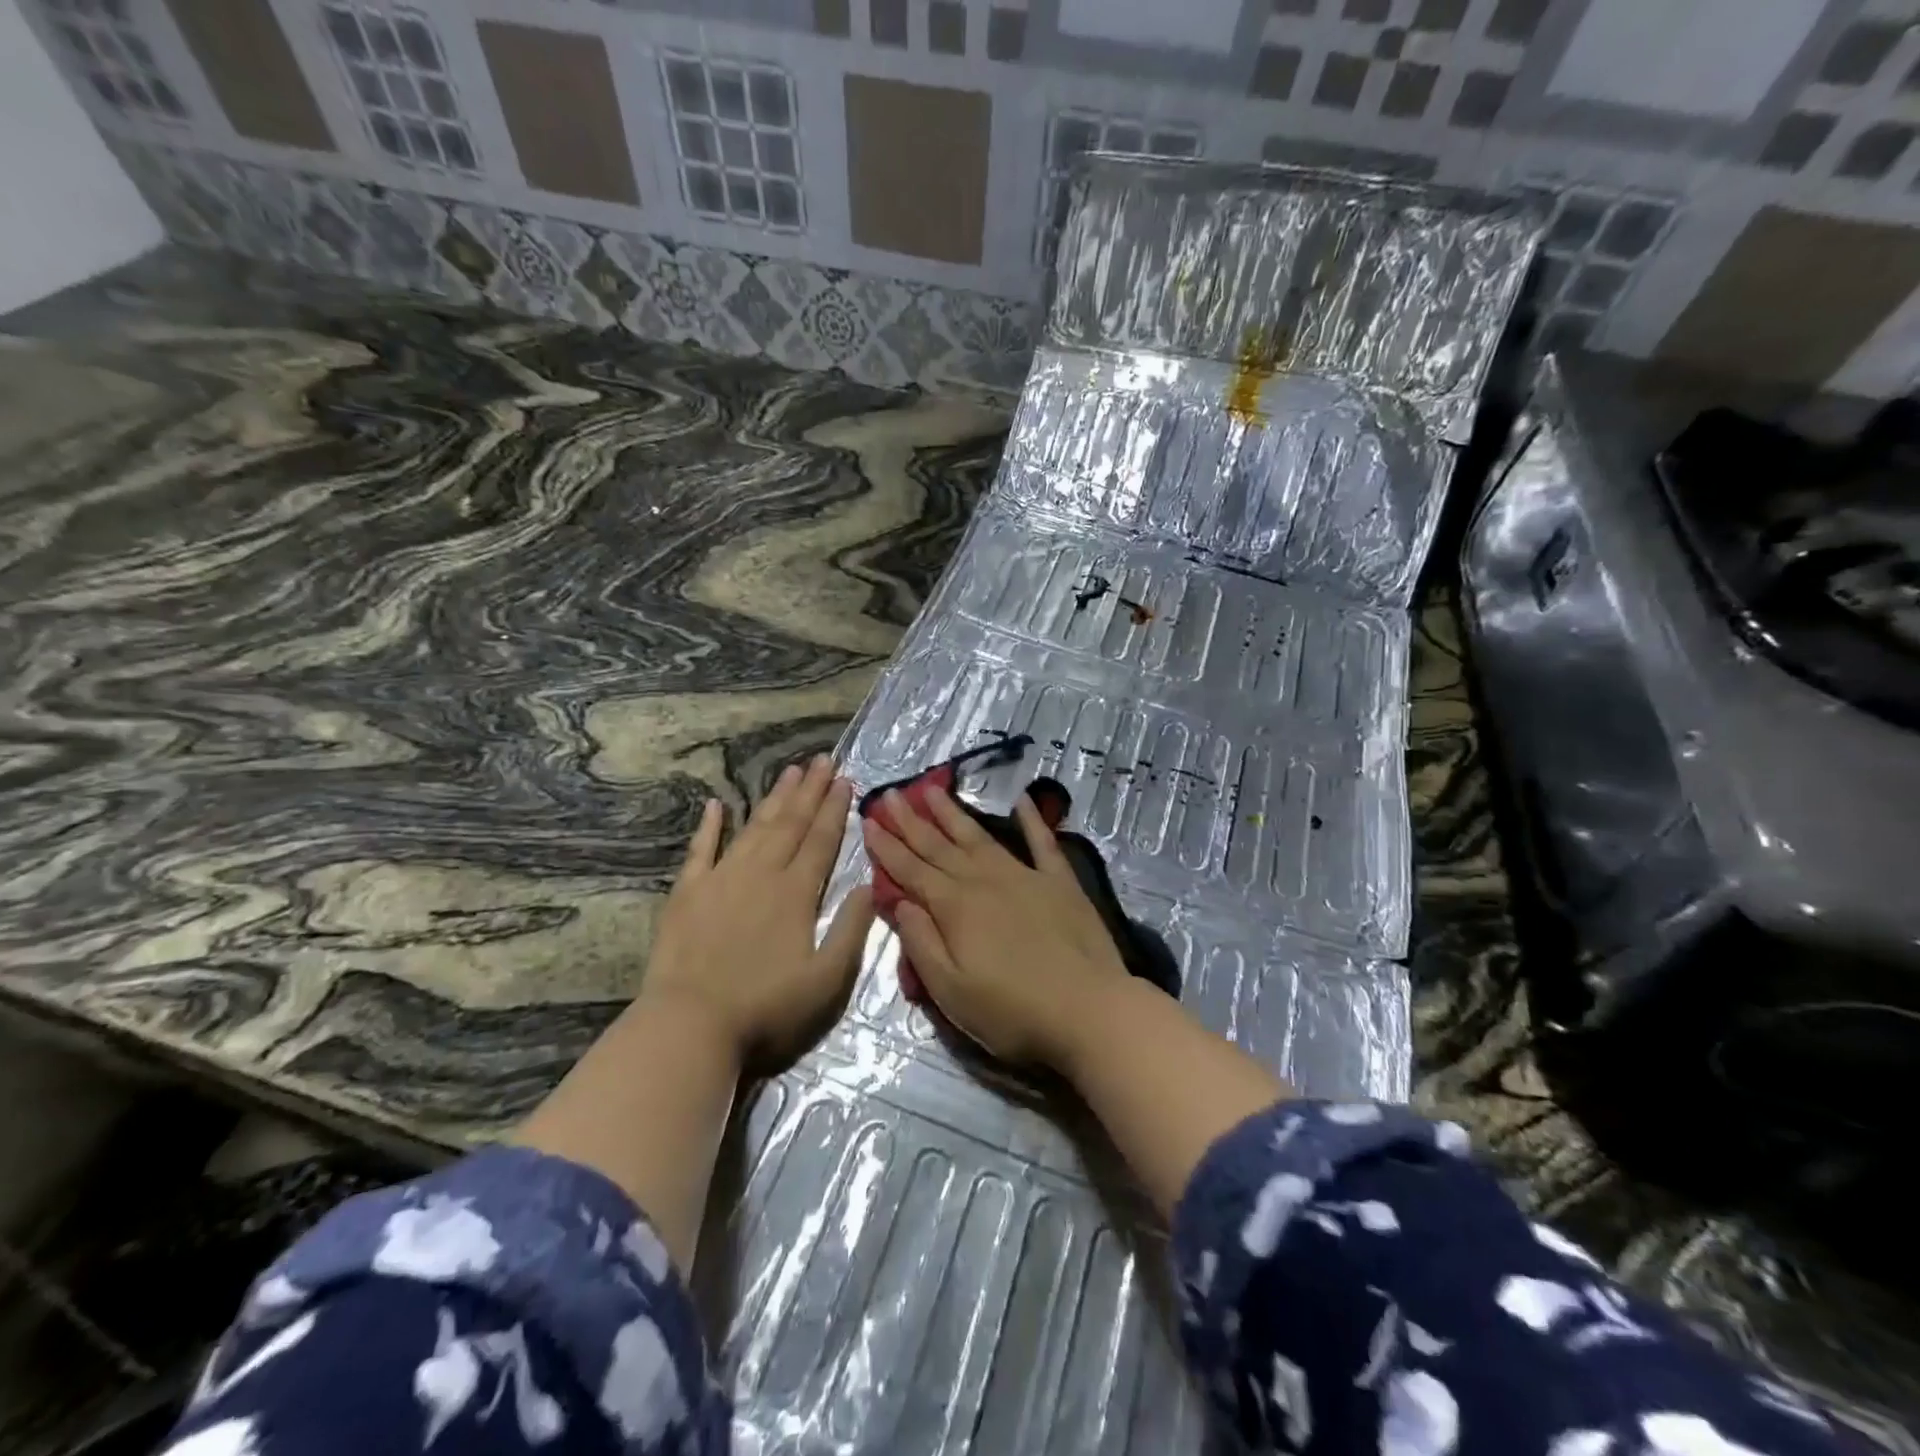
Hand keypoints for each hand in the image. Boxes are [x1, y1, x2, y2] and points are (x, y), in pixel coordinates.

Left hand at [643, 755, 872, 1070]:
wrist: (690, 1023)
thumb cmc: (766, 1006)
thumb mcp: (826, 980)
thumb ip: (852, 929)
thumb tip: (869, 884)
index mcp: (796, 892)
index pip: (821, 840)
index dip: (835, 808)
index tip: (845, 779)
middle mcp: (761, 873)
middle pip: (790, 823)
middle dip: (810, 790)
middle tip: (822, 759)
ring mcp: (721, 878)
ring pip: (755, 827)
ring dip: (774, 798)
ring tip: (789, 772)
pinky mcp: (687, 892)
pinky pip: (701, 849)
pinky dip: (710, 825)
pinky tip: (717, 804)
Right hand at [861, 785, 1128, 1068]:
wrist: (1089, 1010)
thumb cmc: (1013, 1012)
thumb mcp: (951, 992)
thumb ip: (922, 943)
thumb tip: (900, 901)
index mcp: (955, 908)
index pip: (911, 871)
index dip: (887, 847)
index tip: (868, 820)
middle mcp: (984, 881)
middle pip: (939, 846)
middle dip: (911, 821)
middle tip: (890, 795)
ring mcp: (1024, 876)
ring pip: (979, 837)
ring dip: (953, 813)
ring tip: (932, 789)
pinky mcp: (1060, 881)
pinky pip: (1042, 842)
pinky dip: (1031, 820)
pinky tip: (1021, 800)